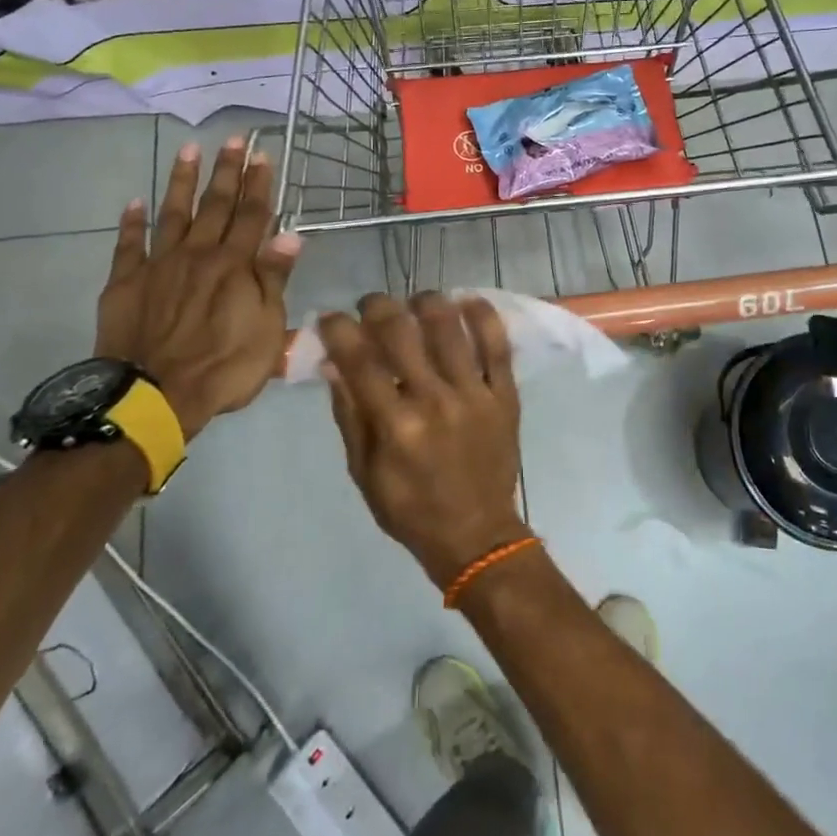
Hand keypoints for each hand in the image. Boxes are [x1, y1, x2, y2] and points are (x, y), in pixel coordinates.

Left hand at [95, 138, 300, 438]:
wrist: (154, 396)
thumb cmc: (224, 367)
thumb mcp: (267, 329)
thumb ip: (274, 279)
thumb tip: (291, 236)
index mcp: (235, 266)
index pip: (253, 216)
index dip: (259, 184)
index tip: (263, 154)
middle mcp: (198, 254)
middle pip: (215, 206)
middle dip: (226, 171)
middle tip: (233, 139)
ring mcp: (159, 265)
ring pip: (173, 213)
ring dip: (182, 181)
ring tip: (188, 150)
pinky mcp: (126, 282)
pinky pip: (129, 245)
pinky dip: (132, 222)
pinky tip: (135, 202)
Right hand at [317, 293, 528, 590]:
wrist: (476, 535)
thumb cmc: (411, 509)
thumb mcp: (365, 472)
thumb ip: (350, 415)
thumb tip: (332, 364)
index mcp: (395, 425)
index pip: (359, 360)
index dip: (339, 329)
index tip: (331, 317)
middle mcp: (434, 401)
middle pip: (402, 332)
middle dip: (378, 307)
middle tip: (372, 306)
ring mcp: (474, 395)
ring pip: (450, 328)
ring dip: (427, 303)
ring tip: (416, 302)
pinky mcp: (505, 396)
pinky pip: (498, 346)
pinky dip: (483, 317)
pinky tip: (467, 300)